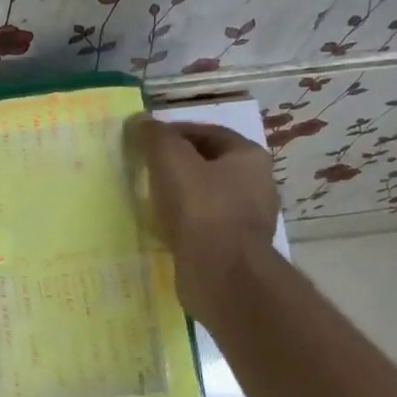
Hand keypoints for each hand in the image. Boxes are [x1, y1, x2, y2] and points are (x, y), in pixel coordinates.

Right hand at [128, 117, 279, 320]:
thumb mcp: (172, 162)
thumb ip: (156, 137)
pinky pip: (203, 227)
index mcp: (248, 157)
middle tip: (143, 169)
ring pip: (205, 198)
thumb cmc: (201, 209)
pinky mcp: (232, 249)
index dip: (174, 132)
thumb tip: (140, 121)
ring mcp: (247, 220)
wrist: (221, 275)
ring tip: (148, 199)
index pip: (207, 132)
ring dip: (178, 197)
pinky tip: (161, 228)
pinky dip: (183, 224)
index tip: (144, 141)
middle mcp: (256, 185)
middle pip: (208, 165)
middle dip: (176, 166)